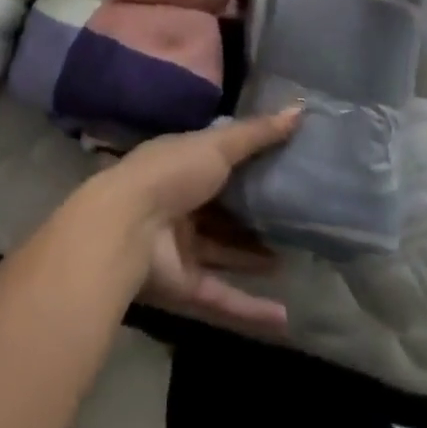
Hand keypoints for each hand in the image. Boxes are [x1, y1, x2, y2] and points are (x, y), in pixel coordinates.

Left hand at [96, 110, 300, 334]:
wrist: (127, 227)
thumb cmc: (172, 173)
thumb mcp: (218, 145)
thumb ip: (257, 133)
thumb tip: (299, 109)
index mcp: (183, 164)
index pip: (219, 161)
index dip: (249, 163)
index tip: (286, 166)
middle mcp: (181, 203)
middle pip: (223, 210)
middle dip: (254, 215)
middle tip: (296, 217)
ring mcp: (181, 246)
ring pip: (224, 252)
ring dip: (254, 258)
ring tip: (295, 258)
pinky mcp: (185, 285)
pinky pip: (223, 296)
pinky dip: (251, 310)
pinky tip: (285, 318)